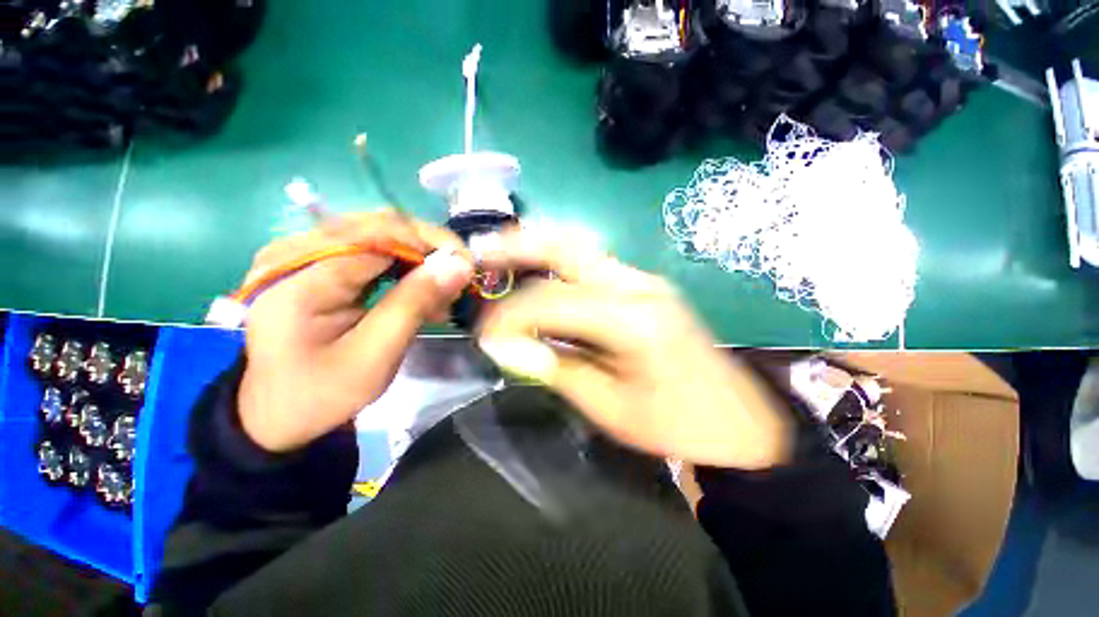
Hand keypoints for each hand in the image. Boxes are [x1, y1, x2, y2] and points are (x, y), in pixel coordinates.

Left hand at [238, 211, 473, 451]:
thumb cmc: (322, 392)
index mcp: (299, 278)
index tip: (468, 266)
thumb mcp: (375, 354)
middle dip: (428, 248)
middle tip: (457, 278)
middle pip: (379, 224)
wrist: (277, 412)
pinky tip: (419, 289)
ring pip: (379, 233)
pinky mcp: (314, 263)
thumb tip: (460, 265)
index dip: (431, 244)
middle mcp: (294, 252)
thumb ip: (416, 303)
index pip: (379, 236)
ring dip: (418, 257)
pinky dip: (403, 265)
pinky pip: (370, 248)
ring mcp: (301, 253)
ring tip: (440, 290)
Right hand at [476, 230, 791, 468]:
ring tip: (503, 256)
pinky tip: (540, 274)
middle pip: (568, 249)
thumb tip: (507, 346)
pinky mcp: (647, 286)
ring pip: (581, 250)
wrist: (736, 422)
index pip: (552, 302)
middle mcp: (639, 286)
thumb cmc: (674, 425)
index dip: (512, 315)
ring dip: (539, 249)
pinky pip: (593, 266)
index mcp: (632, 321)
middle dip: (521, 246)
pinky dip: (560, 266)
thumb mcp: (608, 407)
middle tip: (485, 251)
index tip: (485, 334)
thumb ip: (555, 368)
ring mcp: (646, 281)